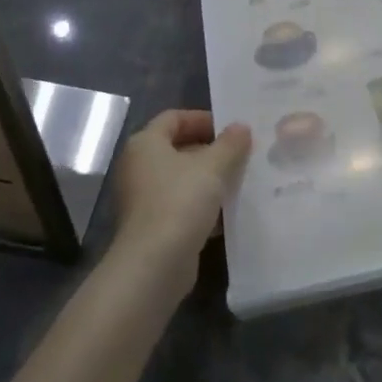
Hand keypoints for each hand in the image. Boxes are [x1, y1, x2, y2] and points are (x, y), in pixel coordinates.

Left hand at [109, 111, 250, 288]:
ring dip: (210, 179)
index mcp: (145, 144)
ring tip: (241, 181)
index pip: (174, 117)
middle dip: (211, 150)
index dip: (203, 118)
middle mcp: (139, 167)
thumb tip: (241, 127)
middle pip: (178, 148)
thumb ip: (230, 144)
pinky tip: (229, 212)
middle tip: (242, 154)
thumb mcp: (213, 167)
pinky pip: (182, 205)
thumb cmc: (180, 202)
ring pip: (182, 179)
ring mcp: (143, 199)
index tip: (231, 129)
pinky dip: (203, 205)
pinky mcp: (153, 226)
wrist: (154, 264)